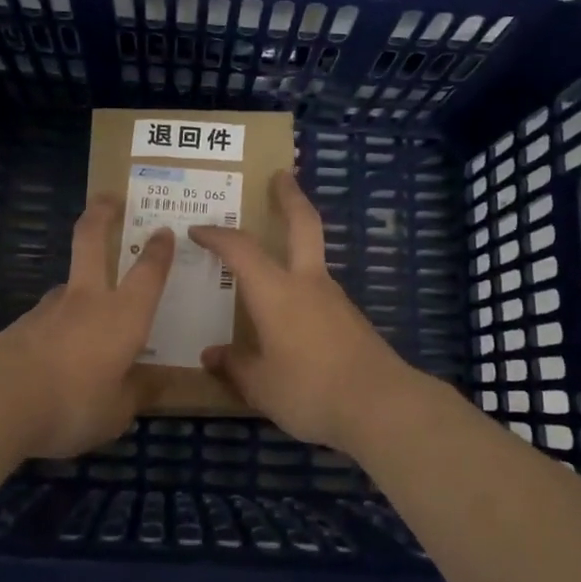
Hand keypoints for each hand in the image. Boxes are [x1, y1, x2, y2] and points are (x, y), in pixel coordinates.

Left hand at [0, 196, 173, 457]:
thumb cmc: (72, 404)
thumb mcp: (116, 413)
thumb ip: (135, 394)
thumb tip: (153, 383)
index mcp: (123, 315)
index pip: (148, 272)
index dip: (159, 249)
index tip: (164, 230)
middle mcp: (87, 300)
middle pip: (91, 239)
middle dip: (102, 213)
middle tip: (109, 198)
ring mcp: (48, 309)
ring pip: (68, 285)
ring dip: (80, 291)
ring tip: (88, 331)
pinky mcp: (19, 326)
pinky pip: (48, 320)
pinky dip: (57, 330)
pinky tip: (55, 361)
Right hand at [190, 170, 422, 454]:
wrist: (382, 407)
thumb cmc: (311, 390)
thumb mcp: (261, 386)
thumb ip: (235, 366)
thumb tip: (212, 355)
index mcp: (277, 292)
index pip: (241, 249)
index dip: (217, 235)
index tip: (198, 229)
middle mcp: (308, 284)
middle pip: (304, 224)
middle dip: (290, 196)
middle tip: (281, 175)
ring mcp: (335, 300)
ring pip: (313, 258)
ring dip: (296, 244)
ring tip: (270, 261)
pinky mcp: (351, 320)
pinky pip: (318, 292)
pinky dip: (301, 287)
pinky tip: (290, 317)